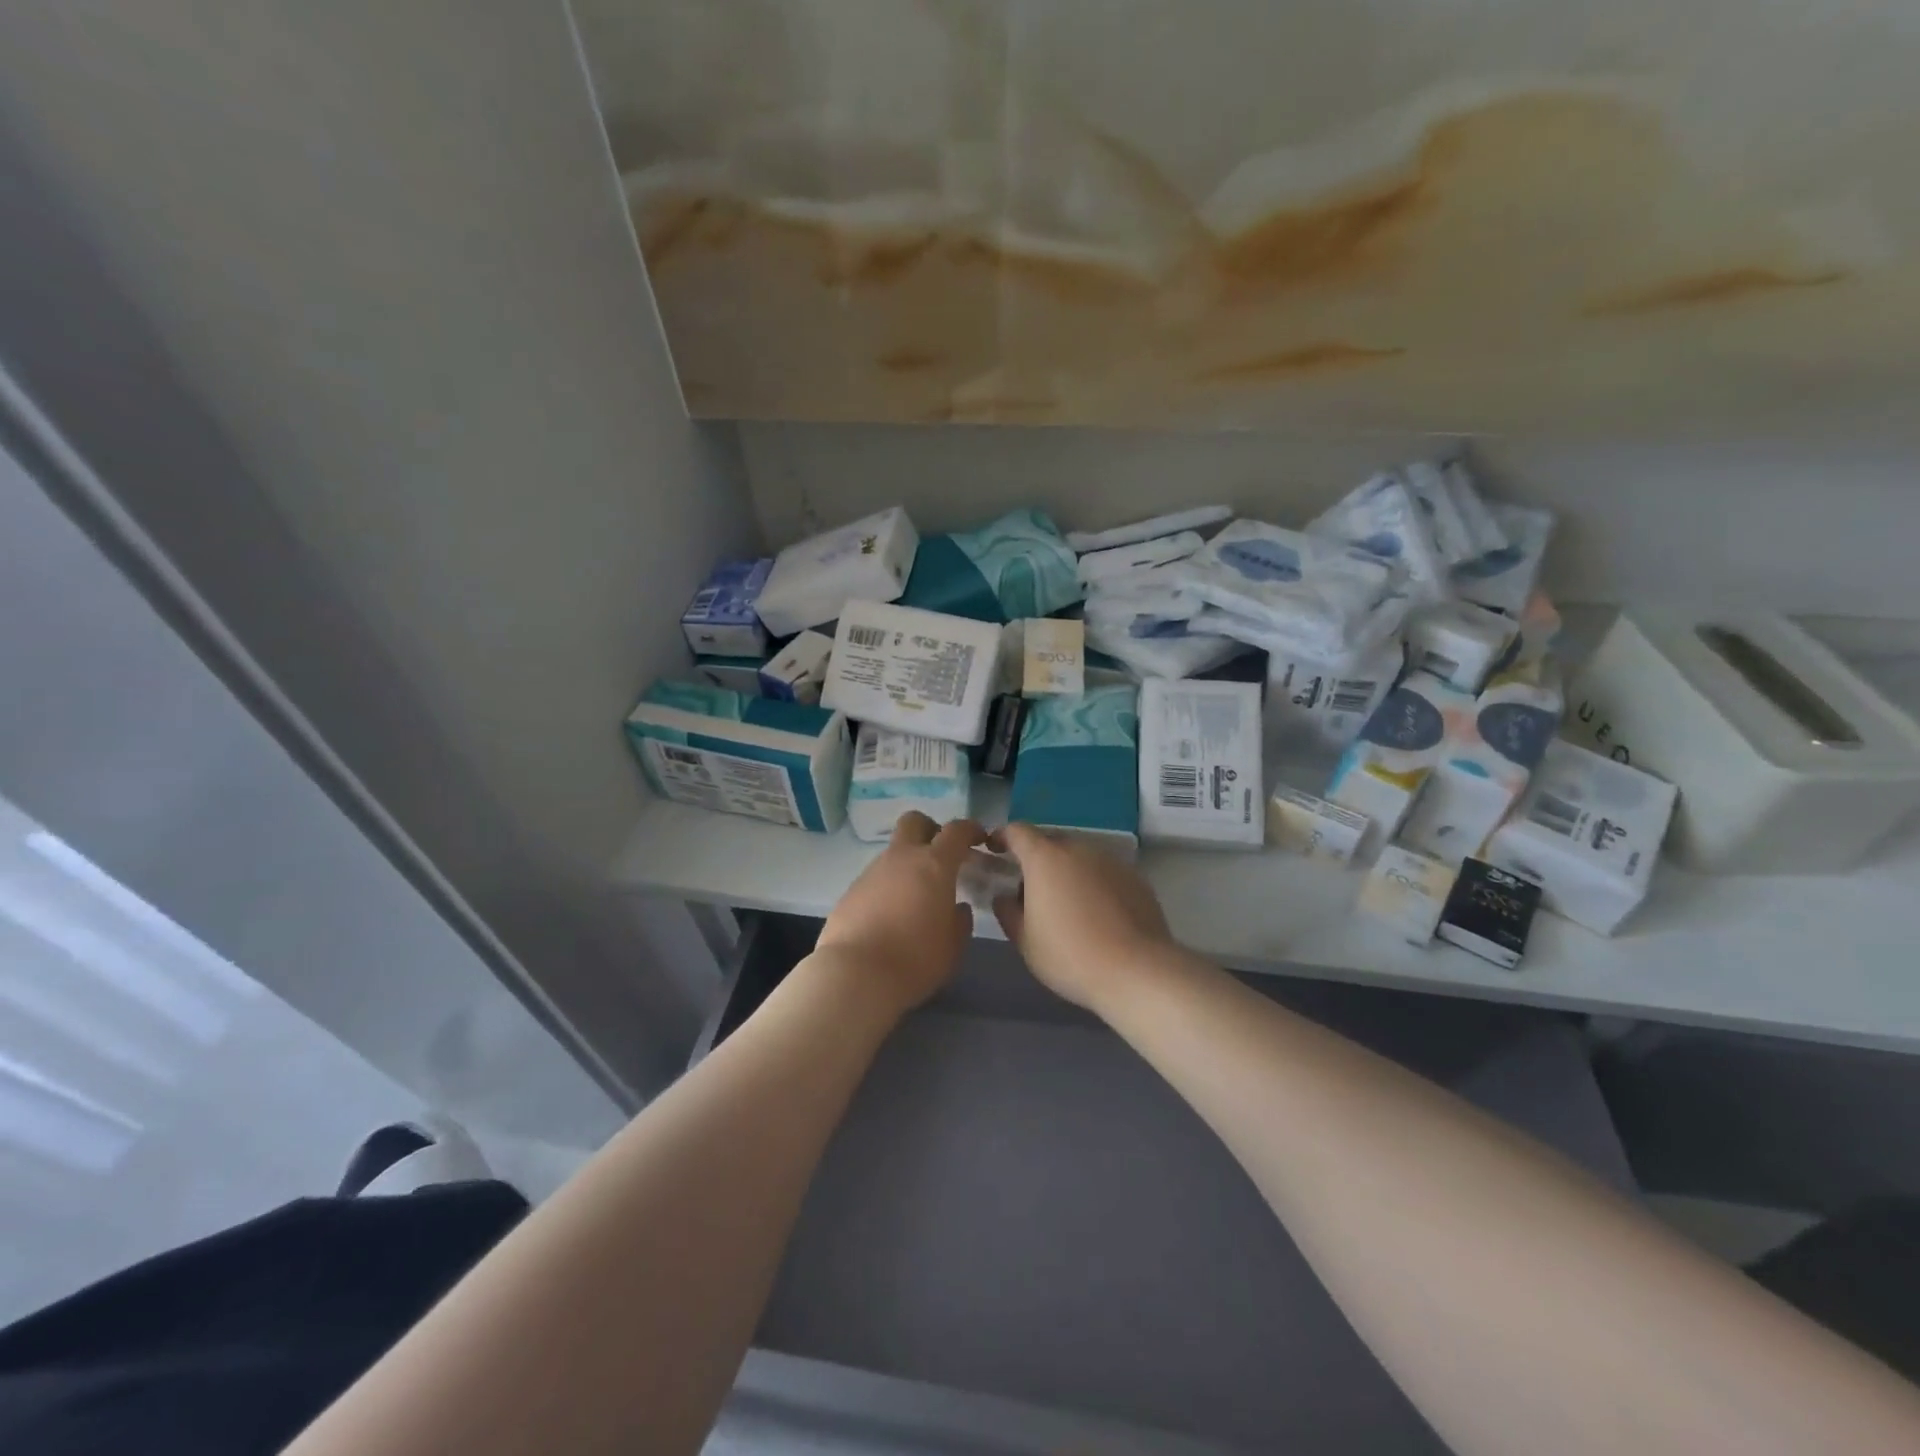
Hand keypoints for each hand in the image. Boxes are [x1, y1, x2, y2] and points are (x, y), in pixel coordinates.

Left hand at [812, 814, 986, 1017]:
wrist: (855, 975)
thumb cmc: (916, 959)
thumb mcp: (953, 946)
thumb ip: (960, 921)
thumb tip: (957, 908)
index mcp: (934, 865)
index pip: (956, 831)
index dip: (971, 829)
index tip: (980, 838)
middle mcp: (901, 858)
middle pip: (914, 821)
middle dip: (930, 829)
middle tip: (941, 854)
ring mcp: (872, 872)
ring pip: (893, 852)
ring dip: (907, 864)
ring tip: (915, 898)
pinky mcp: (850, 891)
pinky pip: (875, 878)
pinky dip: (887, 888)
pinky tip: (890, 916)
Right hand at [992, 823, 1181, 1014]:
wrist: (1137, 971)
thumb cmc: (1070, 955)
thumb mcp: (1025, 940)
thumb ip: (1007, 911)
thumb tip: (1004, 897)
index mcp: (1045, 858)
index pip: (1017, 831)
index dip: (1002, 838)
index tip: (995, 851)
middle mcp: (1078, 849)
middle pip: (1050, 842)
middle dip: (1036, 859)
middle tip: (1030, 890)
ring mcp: (1110, 861)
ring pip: (1080, 857)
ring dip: (1067, 871)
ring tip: (1066, 905)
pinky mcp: (1135, 878)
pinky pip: (1104, 873)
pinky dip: (1093, 884)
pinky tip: (1097, 915)